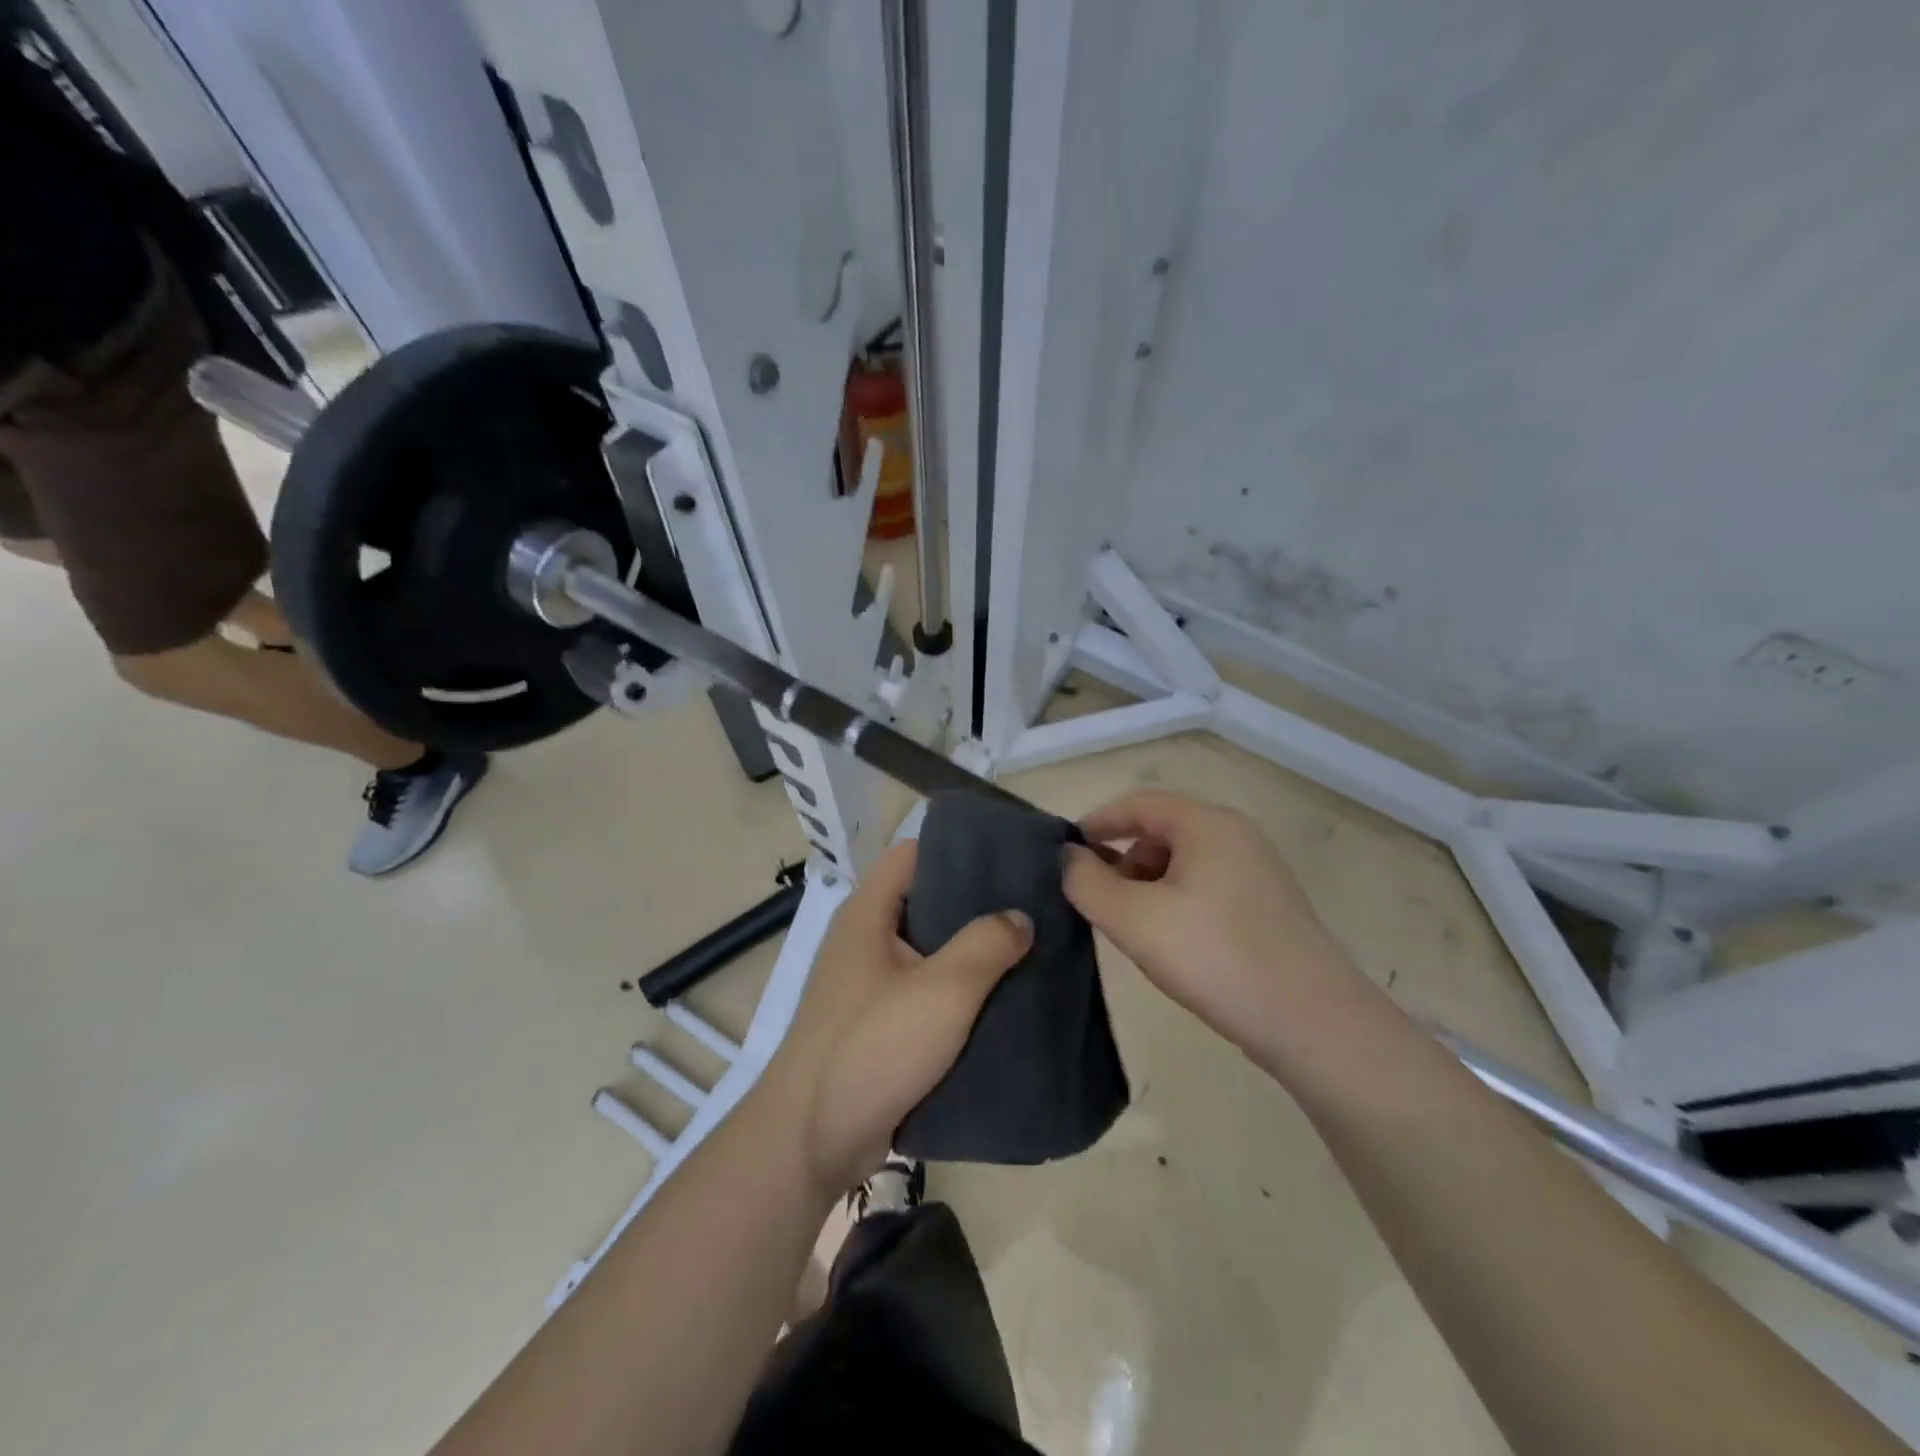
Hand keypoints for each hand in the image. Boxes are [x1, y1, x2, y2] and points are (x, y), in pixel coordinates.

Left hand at [762, 841, 1031, 1197]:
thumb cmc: (873, 1047)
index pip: (914, 853)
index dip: (960, 847)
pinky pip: (927, 992)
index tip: (1012, 855)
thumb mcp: (942, 990)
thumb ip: (986, 944)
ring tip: (1030, 947)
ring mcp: (870, 984)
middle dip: (978, 902)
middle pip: (927, 901)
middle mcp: (866, 939)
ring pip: (931, 950)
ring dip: (973, 951)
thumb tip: (1020, 916)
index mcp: (868, 913)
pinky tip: (1004, 998)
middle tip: (1035, 904)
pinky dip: (960, 991)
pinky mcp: (880, 1024)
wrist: (812, 1140)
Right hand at [1062, 790, 1352, 1052]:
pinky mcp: (1269, 905)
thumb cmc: (1214, 956)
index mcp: (1207, 824)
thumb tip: (1068, 857)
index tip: (1067, 853)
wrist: (1313, 1022)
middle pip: (1163, 830)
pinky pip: (1208, 886)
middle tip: (1100, 899)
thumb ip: (1087, 882)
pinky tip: (1172, 941)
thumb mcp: (1133, 919)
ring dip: (1149, 883)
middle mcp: (1237, 835)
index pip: (1139, 803)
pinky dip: (1177, 900)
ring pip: (1186, 861)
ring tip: (1133, 925)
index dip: (1097, 822)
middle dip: (1123, 858)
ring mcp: (1259, 870)